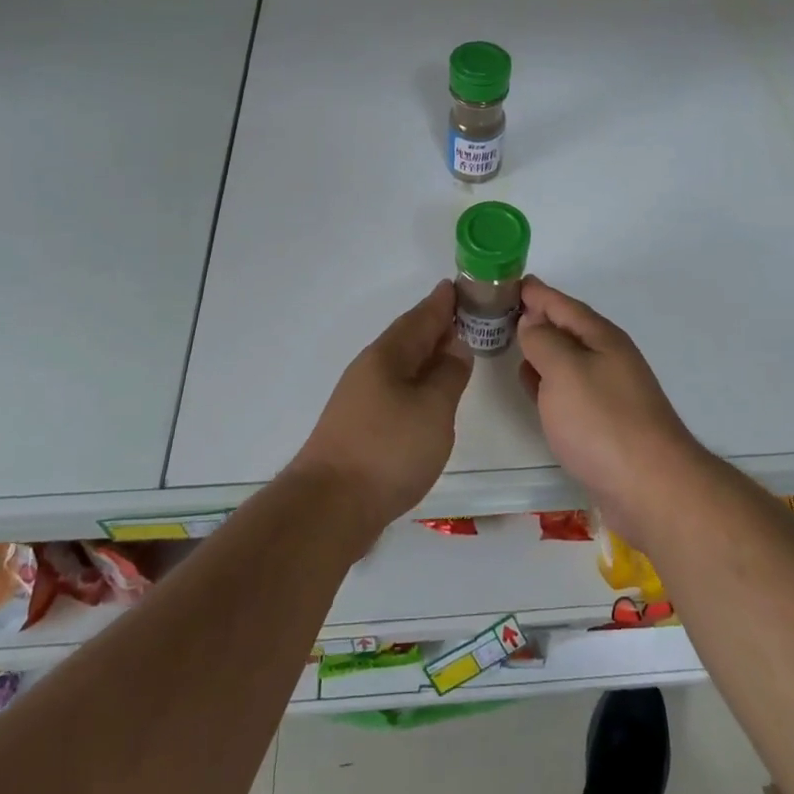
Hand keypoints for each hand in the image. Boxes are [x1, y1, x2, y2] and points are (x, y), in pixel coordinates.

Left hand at [288, 281, 473, 540]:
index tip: (459, 286)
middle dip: (434, 325)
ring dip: (425, 354)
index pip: (420, 318)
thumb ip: (448, 374)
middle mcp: (370, 369)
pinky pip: (395, 388)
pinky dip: (415, 382)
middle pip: (407, 338)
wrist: (329, 508)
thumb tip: (456, 346)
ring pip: (400, 364)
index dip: (441, 302)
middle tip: (464, 314)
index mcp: (387, 355)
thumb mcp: (433, 408)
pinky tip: (426, 395)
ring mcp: (360, 399)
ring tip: (451, 352)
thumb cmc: (388, 450)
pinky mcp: (358, 427)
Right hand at [517, 277, 705, 545]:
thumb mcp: (565, 371)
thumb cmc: (603, 422)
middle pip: (567, 329)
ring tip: (510, 339)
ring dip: (540, 348)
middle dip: (536, 317)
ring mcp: (608, 392)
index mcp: (601, 338)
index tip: (508, 280)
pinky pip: (567, 390)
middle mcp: (608, 359)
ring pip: (566, 359)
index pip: (562, 304)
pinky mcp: (604, 424)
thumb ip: (543, 341)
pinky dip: (546, 380)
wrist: (651, 489)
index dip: (536, 292)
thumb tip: (531, 322)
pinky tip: (530, 385)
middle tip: (501, 309)